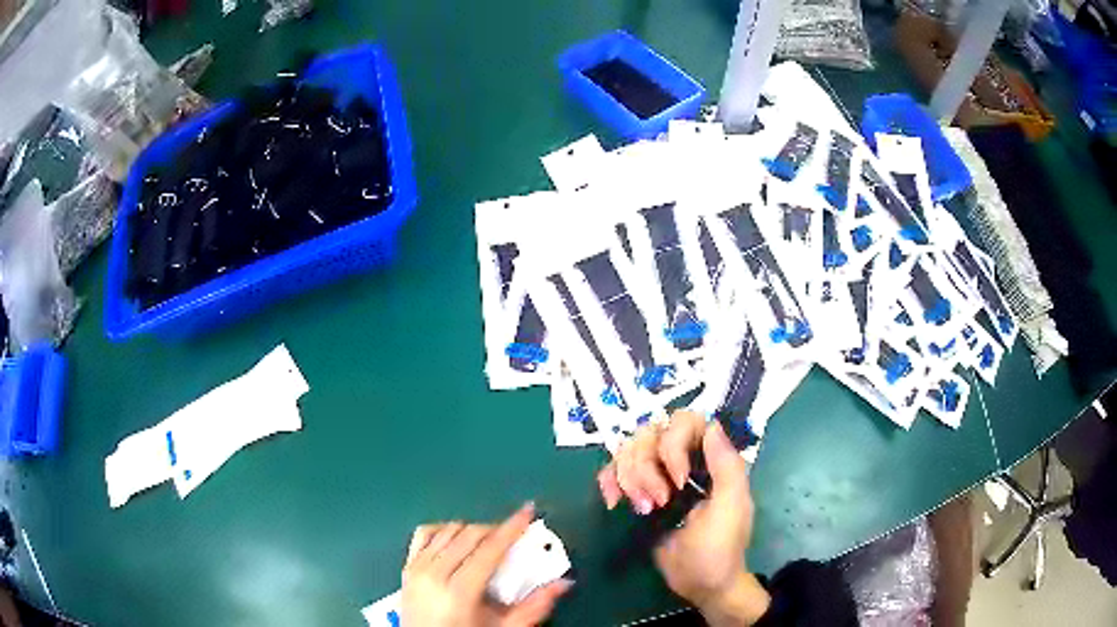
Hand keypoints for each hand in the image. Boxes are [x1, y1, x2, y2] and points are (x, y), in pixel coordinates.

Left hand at [401, 503, 572, 626]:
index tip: (528, 511)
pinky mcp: (406, 566)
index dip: (511, 528)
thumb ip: (534, 607)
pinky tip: (456, 540)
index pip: (489, 549)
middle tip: (514, 536)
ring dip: (471, 530)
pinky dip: (443, 530)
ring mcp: (417, 568)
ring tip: (488, 542)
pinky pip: (424, 533)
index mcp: (460, 591)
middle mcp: (434, 573)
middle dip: (495, 529)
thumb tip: (564, 583)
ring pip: (448, 530)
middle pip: (469, 534)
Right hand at [597, 411, 769, 625]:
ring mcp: (657, 476)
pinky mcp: (636, 493)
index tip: (679, 480)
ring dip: (630, 480)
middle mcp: (682, 460)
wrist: (698, 583)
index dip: (674, 444)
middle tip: (658, 502)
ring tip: (644, 509)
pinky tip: (613, 502)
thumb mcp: (731, 507)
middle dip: (647, 469)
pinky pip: (612, 471)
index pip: (685, 421)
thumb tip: (712, 425)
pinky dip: (609, 482)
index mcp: (710, 459)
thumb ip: (727, 466)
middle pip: (650, 434)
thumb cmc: (720, 547)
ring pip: (628, 451)